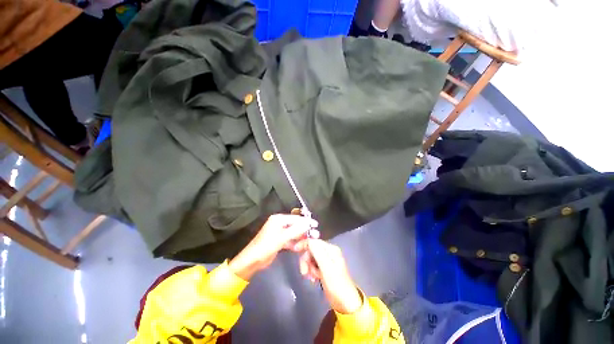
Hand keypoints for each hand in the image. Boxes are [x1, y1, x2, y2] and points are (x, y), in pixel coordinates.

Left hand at [228, 214, 317, 280]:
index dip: (306, 221)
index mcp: (278, 219)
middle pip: (295, 225)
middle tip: (315, 235)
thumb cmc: (266, 246)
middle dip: (305, 230)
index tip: (316, 224)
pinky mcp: (279, 241)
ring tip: (310, 241)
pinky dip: (295, 243)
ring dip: (300, 237)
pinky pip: (290, 240)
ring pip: (293, 233)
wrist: (252, 261)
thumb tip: (308, 223)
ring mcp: (279, 233)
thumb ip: (296, 230)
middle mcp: (279, 224)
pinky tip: (300, 247)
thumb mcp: (282, 238)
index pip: (295, 218)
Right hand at [298, 239, 361, 313]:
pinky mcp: (324, 269)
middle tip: (304, 273)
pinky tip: (314, 279)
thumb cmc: (336, 284)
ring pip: (311, 258)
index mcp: (331, 249)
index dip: (304, 244)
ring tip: (312, 278)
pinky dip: (311, 271)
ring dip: (309, 267)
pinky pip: (313, 265)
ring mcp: (326, 260)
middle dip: (306, 260)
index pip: (314, 241)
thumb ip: (317, 252)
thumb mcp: (326, 267)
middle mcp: (329, 252)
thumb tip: (309, 240)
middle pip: (311, 250)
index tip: (294, 250)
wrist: (344, 303)